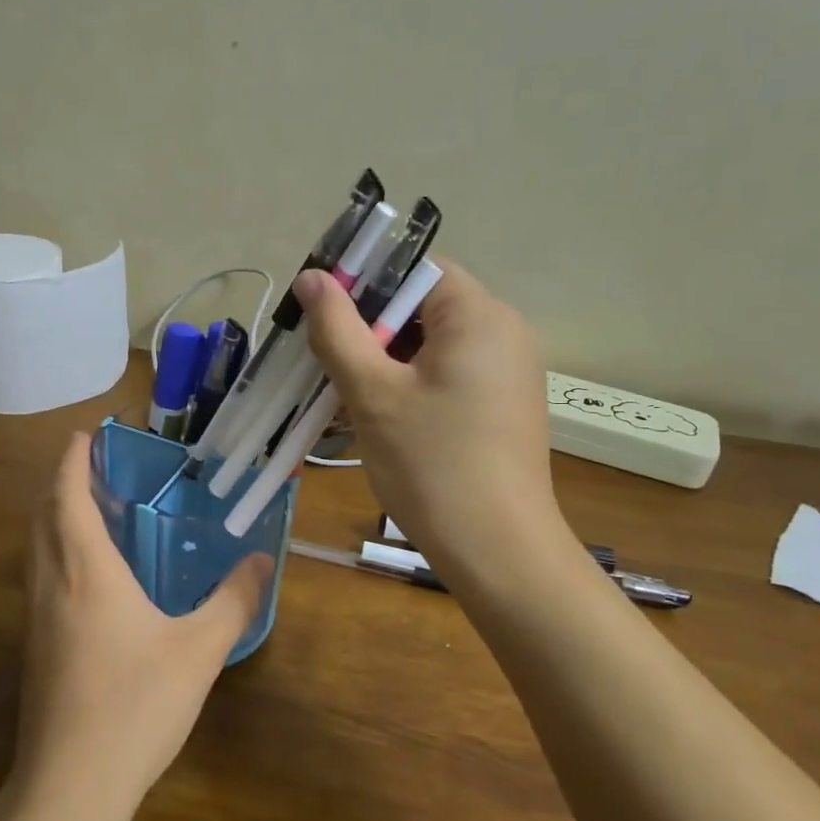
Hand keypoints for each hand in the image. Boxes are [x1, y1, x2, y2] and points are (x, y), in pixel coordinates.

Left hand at [17, 433, 271, 816]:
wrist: (70, 785)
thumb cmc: (136, 705)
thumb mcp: (200, 650)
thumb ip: (234, 600)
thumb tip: (262, 560)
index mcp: (86, 572)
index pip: (68, 497)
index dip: (73, 462)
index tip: (85, 436)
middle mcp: (52, 584)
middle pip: (44, 516)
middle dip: (62, 484)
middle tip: (95, 469)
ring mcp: (35, 618)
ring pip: (36, 548)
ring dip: (55, 517)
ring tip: (90, 511)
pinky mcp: (34, 648)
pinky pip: (40, 577)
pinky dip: (56, 552)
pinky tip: (87, 576)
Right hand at [294, 261, 570, 576]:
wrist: (497, 550)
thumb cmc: (432, 465)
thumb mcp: (373, 394)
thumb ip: (338, 330)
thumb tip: (313, 277)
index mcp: (479, 314)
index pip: (414, 270)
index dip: (363, 284)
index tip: (322, 319)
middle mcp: (503, 332)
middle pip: (421, 307)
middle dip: (367, 331)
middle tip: (323, 365)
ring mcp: (507, 372)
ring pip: (428, 347)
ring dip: (382, 364)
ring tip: (342, 398)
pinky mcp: (501, 406)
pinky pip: (445, 377)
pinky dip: (408, 388)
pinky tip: (376, 420)